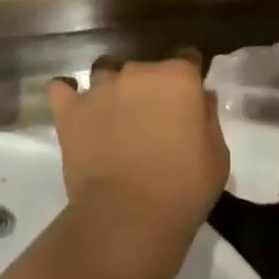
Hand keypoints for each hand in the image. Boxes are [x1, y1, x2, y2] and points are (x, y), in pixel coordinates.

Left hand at [46, 58, 228, 278]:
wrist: (128, 218)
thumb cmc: (183, 189)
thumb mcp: (217, 157)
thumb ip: (208, 118)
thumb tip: (201, 97)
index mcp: (178, 77)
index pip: (187, 59)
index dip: (188, 79)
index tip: (188, 100)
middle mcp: (138, 72)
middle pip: (146, 68)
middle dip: (150, 88)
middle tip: (152, 121)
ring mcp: (100, 89)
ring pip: (106, 74)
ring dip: (112, 91)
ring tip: (114, 118)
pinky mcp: (70, 111)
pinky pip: (61, 90)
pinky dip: (68, 96)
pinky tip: (75, 109)